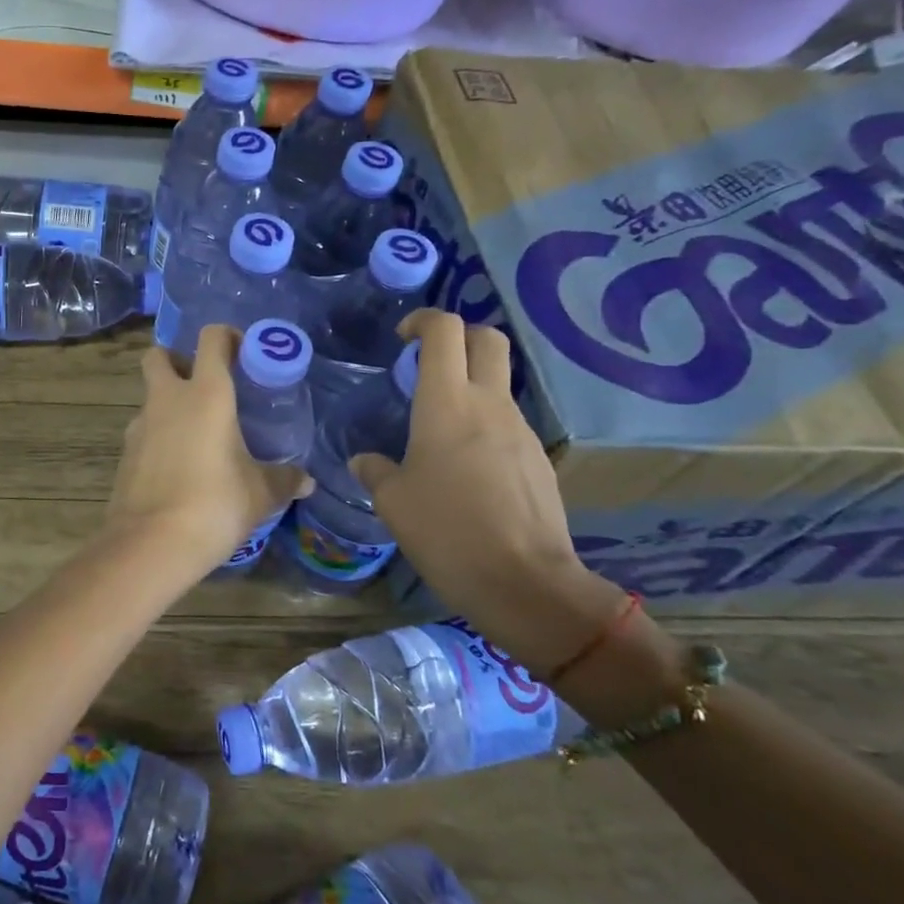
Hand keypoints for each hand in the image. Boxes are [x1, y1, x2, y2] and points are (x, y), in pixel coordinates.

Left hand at [107, 325, 312, 572]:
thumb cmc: (215, 505)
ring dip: (168, 403)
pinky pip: (143, 431)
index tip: (244, 353)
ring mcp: (140, 426)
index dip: (227, 337)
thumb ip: (284, 480)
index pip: (211, 339)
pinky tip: (178, 466)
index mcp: (206, 394)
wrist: (151, 544)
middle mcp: (167, 399)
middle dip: (177, 360)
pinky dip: (158, 437)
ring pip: (149, 396)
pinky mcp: (125, 454)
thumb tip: (306, 481)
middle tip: (204, 386)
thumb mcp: (260, 493)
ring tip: (197, 435)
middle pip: (159, 356)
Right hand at [348, 309, 621, 673]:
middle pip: (488, 340)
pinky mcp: (538, 459)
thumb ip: (376, 472)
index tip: (403, 338)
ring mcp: (521, 430)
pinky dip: (486, 427)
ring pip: (499, 384)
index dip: (423, 320)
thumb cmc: (447, 532)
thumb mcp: (393, 503)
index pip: (445, 331)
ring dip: (471, 387)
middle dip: (459, 338)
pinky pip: (508, 425)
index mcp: (447, 403)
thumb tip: (365, 461)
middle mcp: (489, 404)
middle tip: (429, 363)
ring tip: (439, 430)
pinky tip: (467, 470)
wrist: (525, 583)